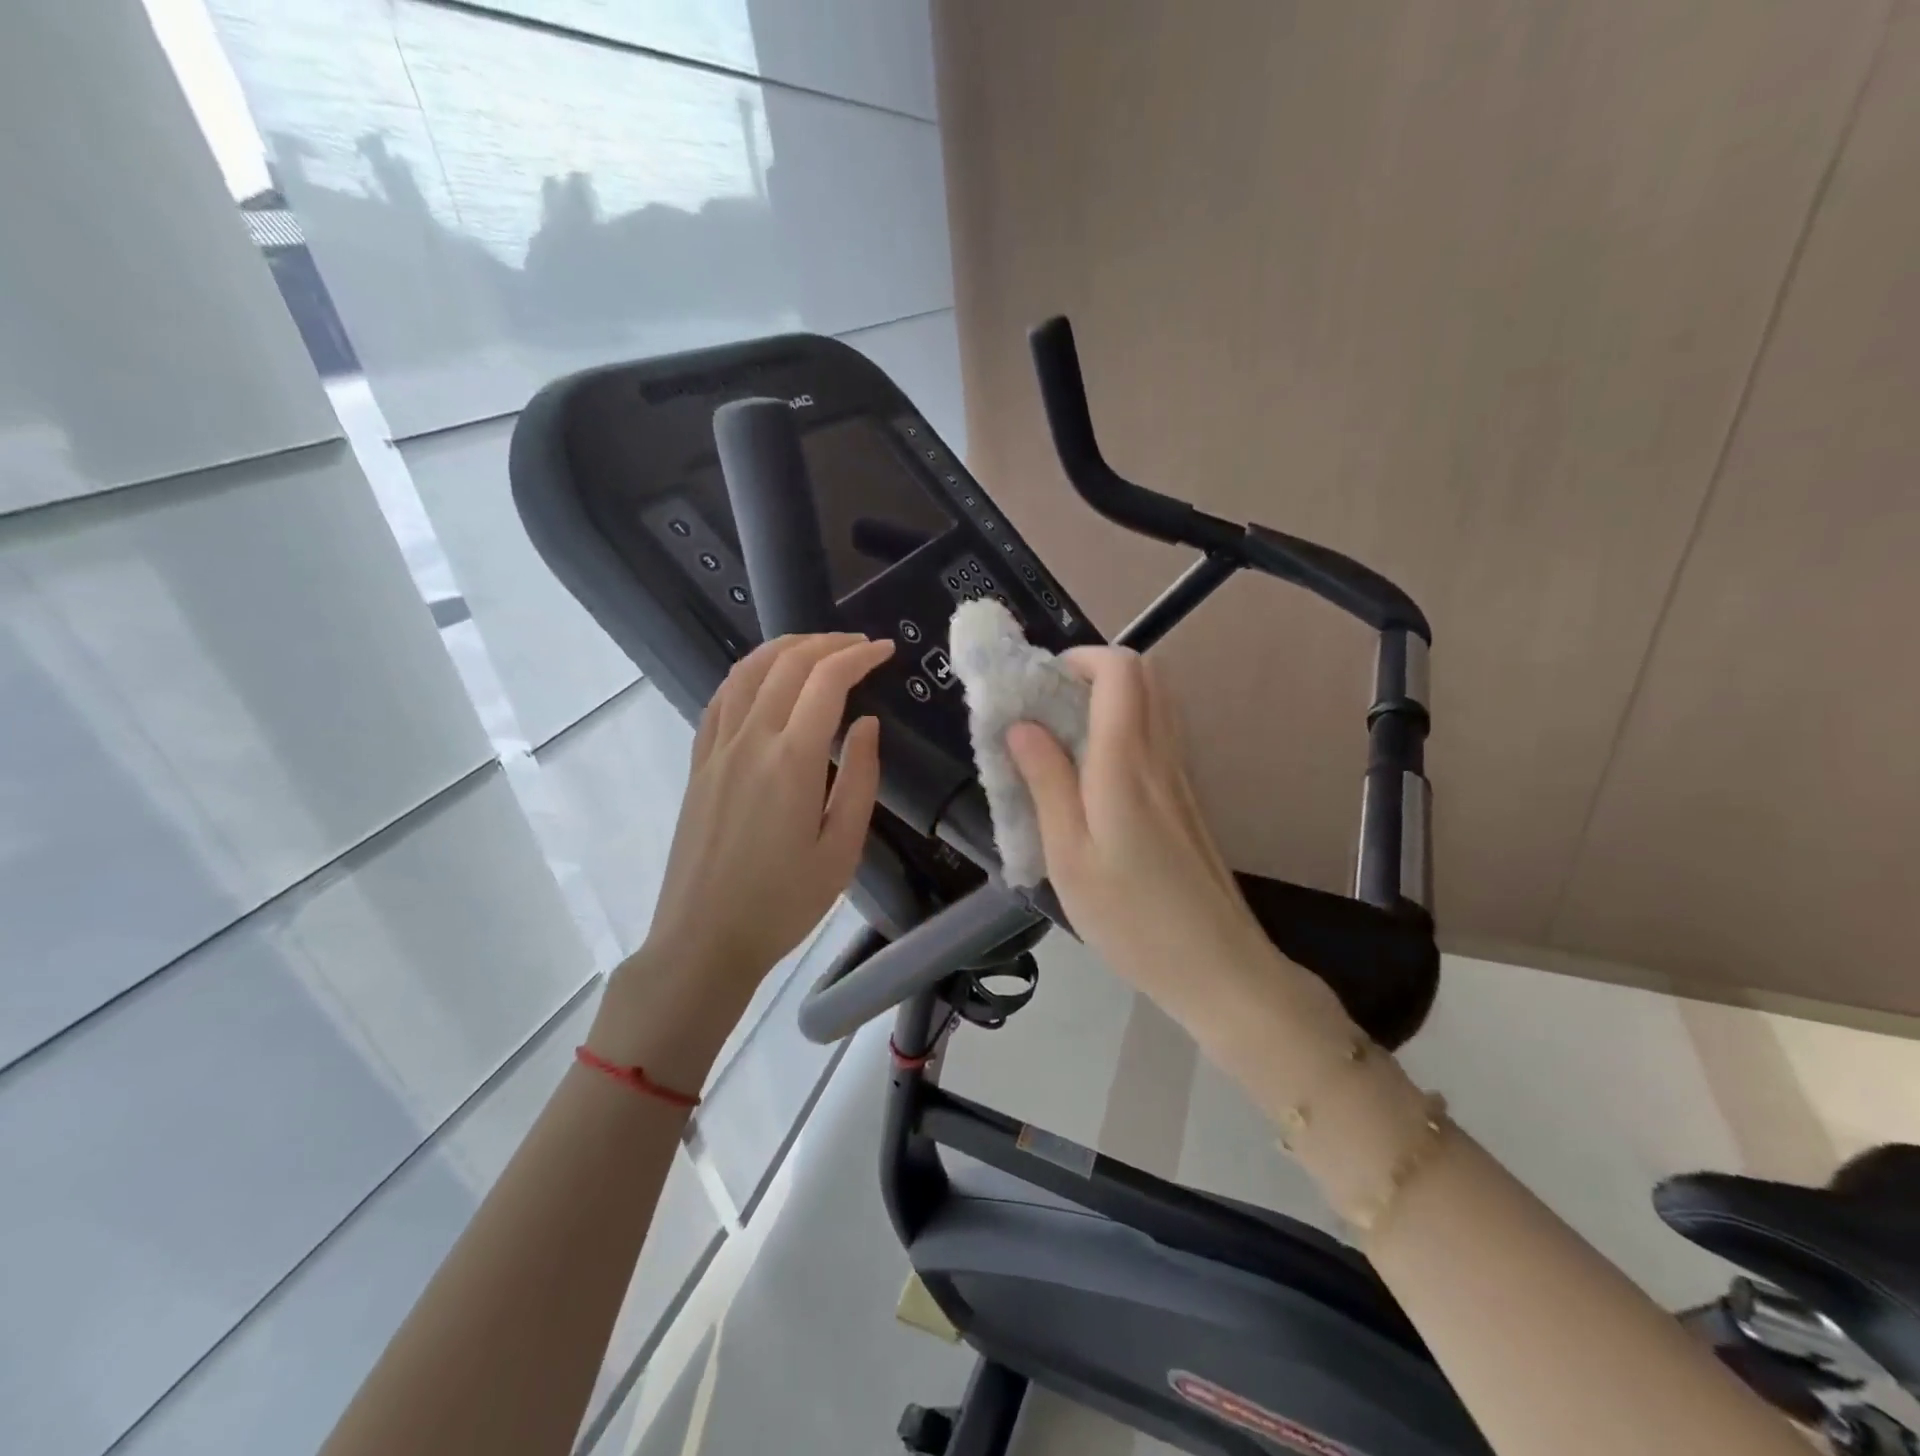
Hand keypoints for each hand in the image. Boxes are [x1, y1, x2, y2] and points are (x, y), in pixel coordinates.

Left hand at [589, 633, 892, 1084]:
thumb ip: (859, 779)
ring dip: (785, 648)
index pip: (826, 681)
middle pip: (786, 664)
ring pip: (747, 672)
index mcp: (792, 760)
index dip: (859, 656)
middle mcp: (749, 740)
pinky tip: (764, 680)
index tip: (885, 650)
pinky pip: (721, 698)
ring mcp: (717, 749)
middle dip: (827, 643)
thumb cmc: (783, 903)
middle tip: (860, 645)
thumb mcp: (842, 849)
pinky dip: (749, 674)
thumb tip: (866, 724)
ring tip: (816, 648)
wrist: (704, 939)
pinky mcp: (699, 763)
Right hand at [1006, 648, 1284, 1024]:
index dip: (1080, 658)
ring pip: (1157, 702)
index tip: (1040, 685)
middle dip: (1094, 671)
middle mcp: (1161, 755)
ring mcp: (1183, 775)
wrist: (1216, 966)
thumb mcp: (1069, 855)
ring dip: (1112, 697)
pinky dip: (1128, 726)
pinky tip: (1096, 773)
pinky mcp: (1189, 797)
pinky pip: (1161, 734)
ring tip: (1067, 736)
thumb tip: (1022, 725)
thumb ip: (1046, 782)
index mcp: (1127, 762)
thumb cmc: (1131, 917)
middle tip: (1050, 706)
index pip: (1121, 670)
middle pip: (1146, 674)